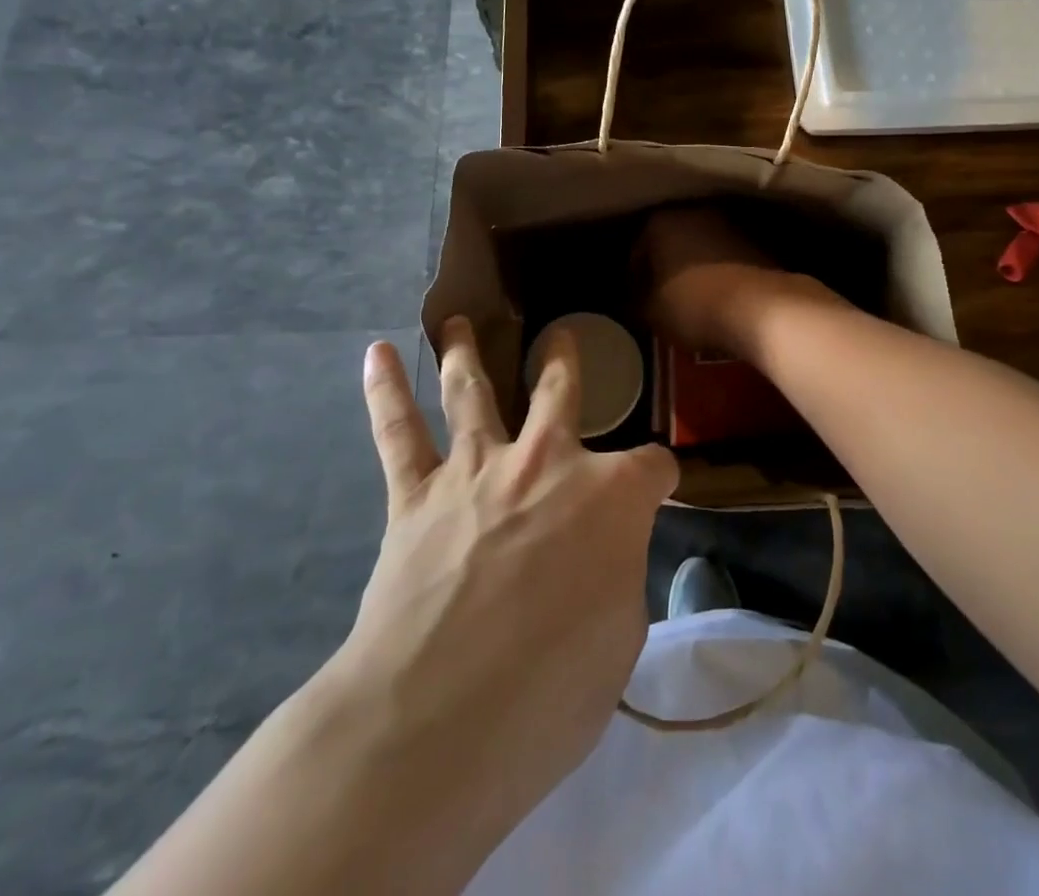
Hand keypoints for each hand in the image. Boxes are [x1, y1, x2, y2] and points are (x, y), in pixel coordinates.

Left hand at [338, 317, 678, 855]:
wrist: (438, 717)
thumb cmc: (551, 688)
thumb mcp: (621, 636)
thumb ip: (618, 575)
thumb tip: (604, 557)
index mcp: (611, 495)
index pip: (654, 465)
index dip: (662, 478)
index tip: (661, 490)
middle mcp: (546, 461)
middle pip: (559, 392)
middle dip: (564, 361)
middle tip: (561, 335)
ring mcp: (478, 469)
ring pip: (472, 391)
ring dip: (465, 352)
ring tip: (457, 322)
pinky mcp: (416, 495)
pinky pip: (398, 432)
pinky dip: (386, 391)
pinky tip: (376, 354)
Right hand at [640, 206, 833, 359]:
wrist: (761, 306)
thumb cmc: (694, 304)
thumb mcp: (652, 312)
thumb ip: (637, 302)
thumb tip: (636, 302)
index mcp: (661, 221)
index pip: (637, 249)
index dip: (635, 279)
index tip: (638, 301)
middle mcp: (695, 212)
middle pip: (672, 241)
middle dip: (667, 266)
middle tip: (663, 297)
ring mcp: (730, 223)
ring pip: (702, 246)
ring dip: (696, 267)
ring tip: (694, 298)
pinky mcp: (758, 241)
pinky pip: (728, 257)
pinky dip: (721, 272)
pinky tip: (720, 297)